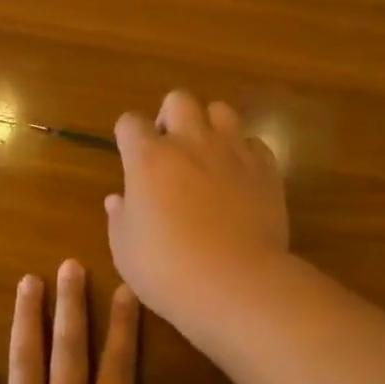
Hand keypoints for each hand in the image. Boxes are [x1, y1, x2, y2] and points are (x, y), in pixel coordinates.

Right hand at [105, 90, 289, 333]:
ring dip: (210, 126)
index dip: (127, 135)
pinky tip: (240, 178)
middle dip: (171, 116)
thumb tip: (118, 199)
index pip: (130, 122)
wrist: (236, 284)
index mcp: (149, 159)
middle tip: (170, 150)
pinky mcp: (266, 168)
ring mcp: (233, 151)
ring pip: (221, 110)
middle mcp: (191, 143)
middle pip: (179, 99)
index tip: (130, 155)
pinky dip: (244, 153)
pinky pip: (254, 143)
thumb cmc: (169, 271)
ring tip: (208, 156)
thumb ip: (120, 218)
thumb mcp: (126, 251)